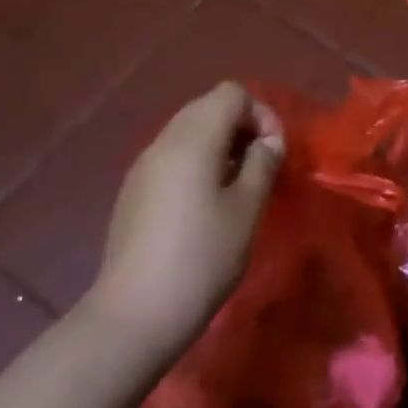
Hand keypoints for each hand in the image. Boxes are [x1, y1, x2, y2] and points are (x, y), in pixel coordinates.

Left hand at [86, 81, 283, 356]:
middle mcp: (164, 140)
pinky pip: (172, 157)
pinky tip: (204, 205)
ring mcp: (143, 165)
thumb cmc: (201, 257)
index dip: (261, 114)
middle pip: (208, 107)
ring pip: (189, 131)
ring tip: (237, 187)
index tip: (273, 154)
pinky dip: (196, 163)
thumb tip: (268, 142)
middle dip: (241, 128)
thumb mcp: (247, 209)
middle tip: (260, 168)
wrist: (135, 314)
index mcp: (193, 138)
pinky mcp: (133, 190)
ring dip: (220, 146)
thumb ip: (262, 164)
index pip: (232, 93)